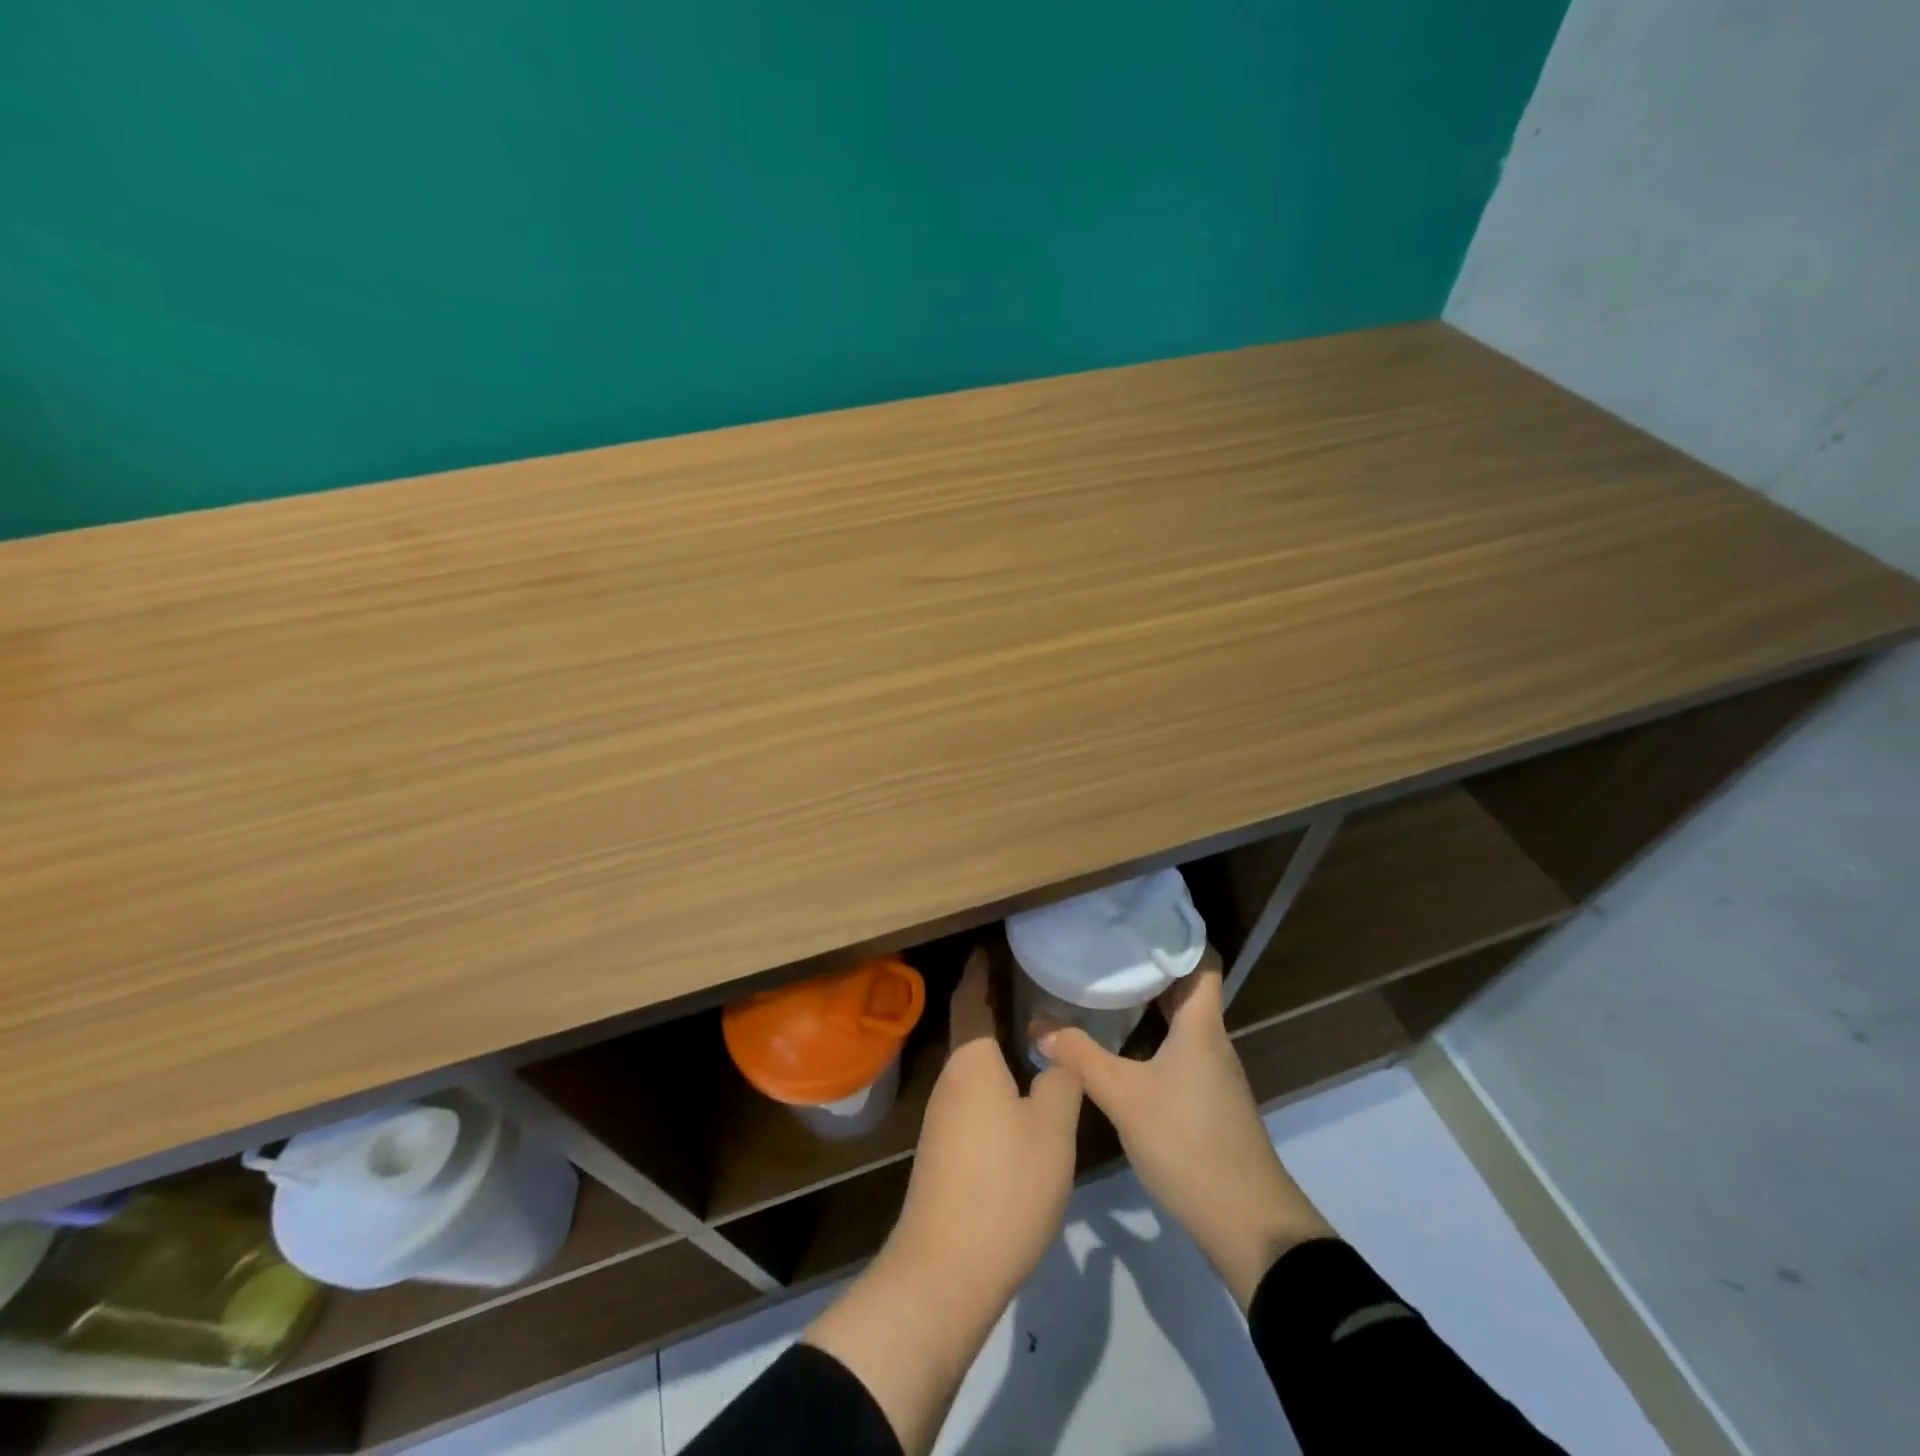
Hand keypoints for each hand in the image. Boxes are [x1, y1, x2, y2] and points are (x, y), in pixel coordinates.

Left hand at [891, 947, 1082, 1296]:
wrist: (946, 1270)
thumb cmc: (1004, 1184)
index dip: (980, 970)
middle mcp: (950, 1080)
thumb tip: (1056, 1054)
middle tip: (1030, 984)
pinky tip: (1020, 1097)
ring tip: (1033, 1035)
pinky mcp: (944, 1152)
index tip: (990, 945)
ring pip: (973, 1068)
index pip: (971, 999)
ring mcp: (942, 1119)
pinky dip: (995, 1082)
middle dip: (994, 1005)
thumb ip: (1060, 1081)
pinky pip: (973, 1098)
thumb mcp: (1051, 1128)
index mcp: (972, 1062)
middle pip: (972, 1031)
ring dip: (997, 1048)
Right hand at [1039, 955, 1334, 1309]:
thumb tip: (1038, 1024)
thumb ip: (1080, 1057)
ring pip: (1180, 1023)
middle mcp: (1211, 1042)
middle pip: (1185, 989)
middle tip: (1106, 948)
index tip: (1138, 919)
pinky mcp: (1207, 1103)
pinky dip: (1150, 1038)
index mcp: (1201, 1027)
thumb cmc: (1190, 1143)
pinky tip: (1119, 1047)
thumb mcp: (1125, 1097)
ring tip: (1105, 988)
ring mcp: (1212, 1075)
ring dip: (1148, 1004)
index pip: (1202, 962)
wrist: (1248, 1225)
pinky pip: (1177, 1051)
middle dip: (1149, 967)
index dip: (1177, 935)